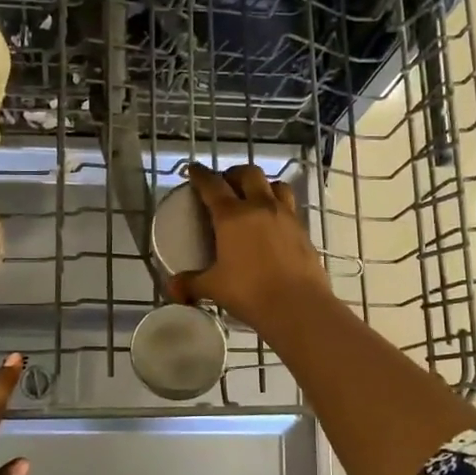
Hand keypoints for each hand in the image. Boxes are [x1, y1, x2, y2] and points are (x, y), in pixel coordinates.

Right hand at [171, 162, 333, 329]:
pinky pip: (290, 207)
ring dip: (262, 185)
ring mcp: (286, 216)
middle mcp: (260, 207)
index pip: (212, 185)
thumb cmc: (250, 292)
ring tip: (254, 197)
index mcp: (232, 216)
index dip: (200, 175)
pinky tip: (273, 224)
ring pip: (275, 185)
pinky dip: (278, 206)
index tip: (193, 169)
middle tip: (225, 184)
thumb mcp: (214, 288)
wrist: (298, 306)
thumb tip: (172, 288)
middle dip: (234, 174)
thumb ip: (191, 284)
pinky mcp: (303, 230)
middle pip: (248, 174)